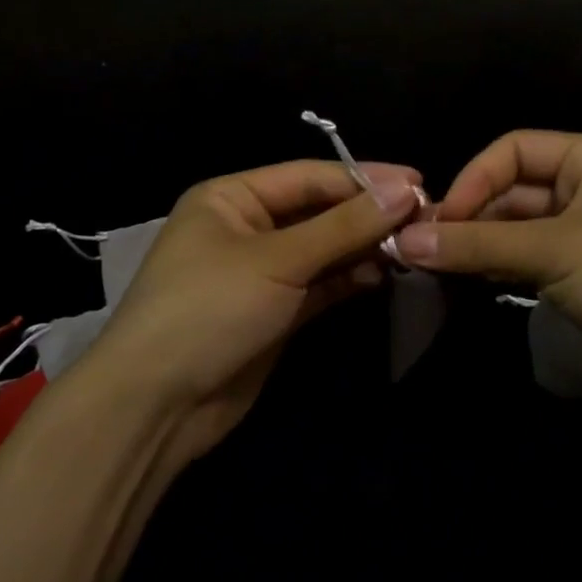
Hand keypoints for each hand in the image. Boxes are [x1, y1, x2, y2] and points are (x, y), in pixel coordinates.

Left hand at [86, 159, 420, 464]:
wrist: (157, 405)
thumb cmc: (209, 309)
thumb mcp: (278, 260)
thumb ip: (344, 226)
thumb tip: (406, 189)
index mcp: (232, 197)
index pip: (309, 176)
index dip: (365, 178)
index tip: (419, 183)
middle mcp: (246, 227)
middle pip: (319, 211)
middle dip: (368, 215)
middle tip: (425, 217)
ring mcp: (261, 272)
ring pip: (323, 249)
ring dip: (364, 246)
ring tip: (413, 246)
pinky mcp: (275, 312)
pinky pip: (320, 284)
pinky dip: (350, 278)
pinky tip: (385, 273)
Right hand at [393, 132, 581, 423]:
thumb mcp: (553, 251)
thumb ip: (477, 244)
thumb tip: (404, 241)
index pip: (514, 149)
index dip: (473, 179)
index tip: (439, 221)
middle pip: (512, 189)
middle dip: (470, 217)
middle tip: (425, 249)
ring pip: (516, 228)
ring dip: (479, 245)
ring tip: (435, 267)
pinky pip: (528, 259)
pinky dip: (497, 268)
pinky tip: (466, 282)